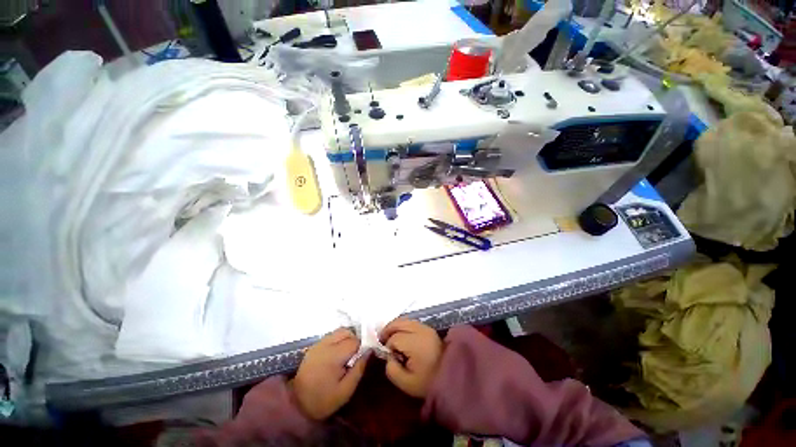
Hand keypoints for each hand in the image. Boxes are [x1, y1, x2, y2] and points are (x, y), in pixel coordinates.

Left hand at [292, 328, 367, 419]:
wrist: (296, 405)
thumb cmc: (323, 400)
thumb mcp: (346, 391)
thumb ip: (359, 369)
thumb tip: (369, 351)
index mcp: (333, 356)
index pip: (354, 341)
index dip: (361, 348)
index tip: (361, 358)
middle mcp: (325, 345)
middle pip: (346, 332)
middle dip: (354, 340)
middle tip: (355, 356)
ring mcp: (318, 344)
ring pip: (338, 331)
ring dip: (346, 338)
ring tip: (347, 354)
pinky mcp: (313, 346)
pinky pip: (331, 336)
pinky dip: (338, 340)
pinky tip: (337, 354)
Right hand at [380, 319, 442, 397]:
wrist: (451, 377)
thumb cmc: (428, 382)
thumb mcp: (406, 384)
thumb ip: (392, 370)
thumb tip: (388, 357)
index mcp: (416, 343)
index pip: (395, 338)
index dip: (388, 347)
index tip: (389, 357)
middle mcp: (421, 331)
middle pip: (399, 323)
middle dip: (388, 330)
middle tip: (381, 340)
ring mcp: (426, 328)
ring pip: (405, 320)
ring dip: (395, 326)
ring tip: (389, 337)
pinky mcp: (429, 328)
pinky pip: (411, 322)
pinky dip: (403, 326)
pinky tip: (400, 335)